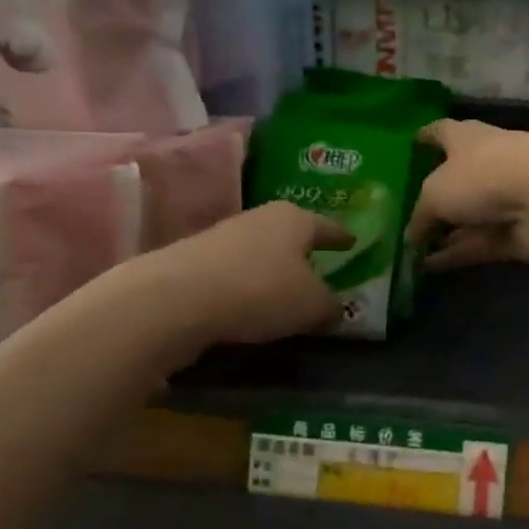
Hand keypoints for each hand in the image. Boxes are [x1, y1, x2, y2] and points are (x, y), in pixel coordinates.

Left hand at [137, 201, 350, 348]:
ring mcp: (222, 237)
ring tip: (284, 293)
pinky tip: (248, 305)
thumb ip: (331, 306)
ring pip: (260, 252)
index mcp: (295, 219)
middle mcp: (259, 218)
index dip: (342, 237)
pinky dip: (246, 286)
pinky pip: (234, 273)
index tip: (353, 242)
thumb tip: (336, 309)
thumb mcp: (312, 306)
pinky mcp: (192, 261)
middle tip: (320, 270)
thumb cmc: (262, 291)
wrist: (176, 299)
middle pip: (290, 235)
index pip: (327, 226)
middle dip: (304, 253)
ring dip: (272, 270)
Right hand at [406, 120, 528, 270]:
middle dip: (433, 197)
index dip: (425, 137)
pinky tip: (429, 268)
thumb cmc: (484, 175)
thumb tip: (410, 236)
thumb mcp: (436, 193)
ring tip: (412, 250)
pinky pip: (478, 244)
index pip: (441, 132)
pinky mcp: (514, 233)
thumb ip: (420, 216)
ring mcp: (503, 200)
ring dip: (444, 233)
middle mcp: (485, 165)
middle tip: (404, 215)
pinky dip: (456, 254)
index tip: (412, 144)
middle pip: (454, 180)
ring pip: (466, 218)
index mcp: (466, 140)